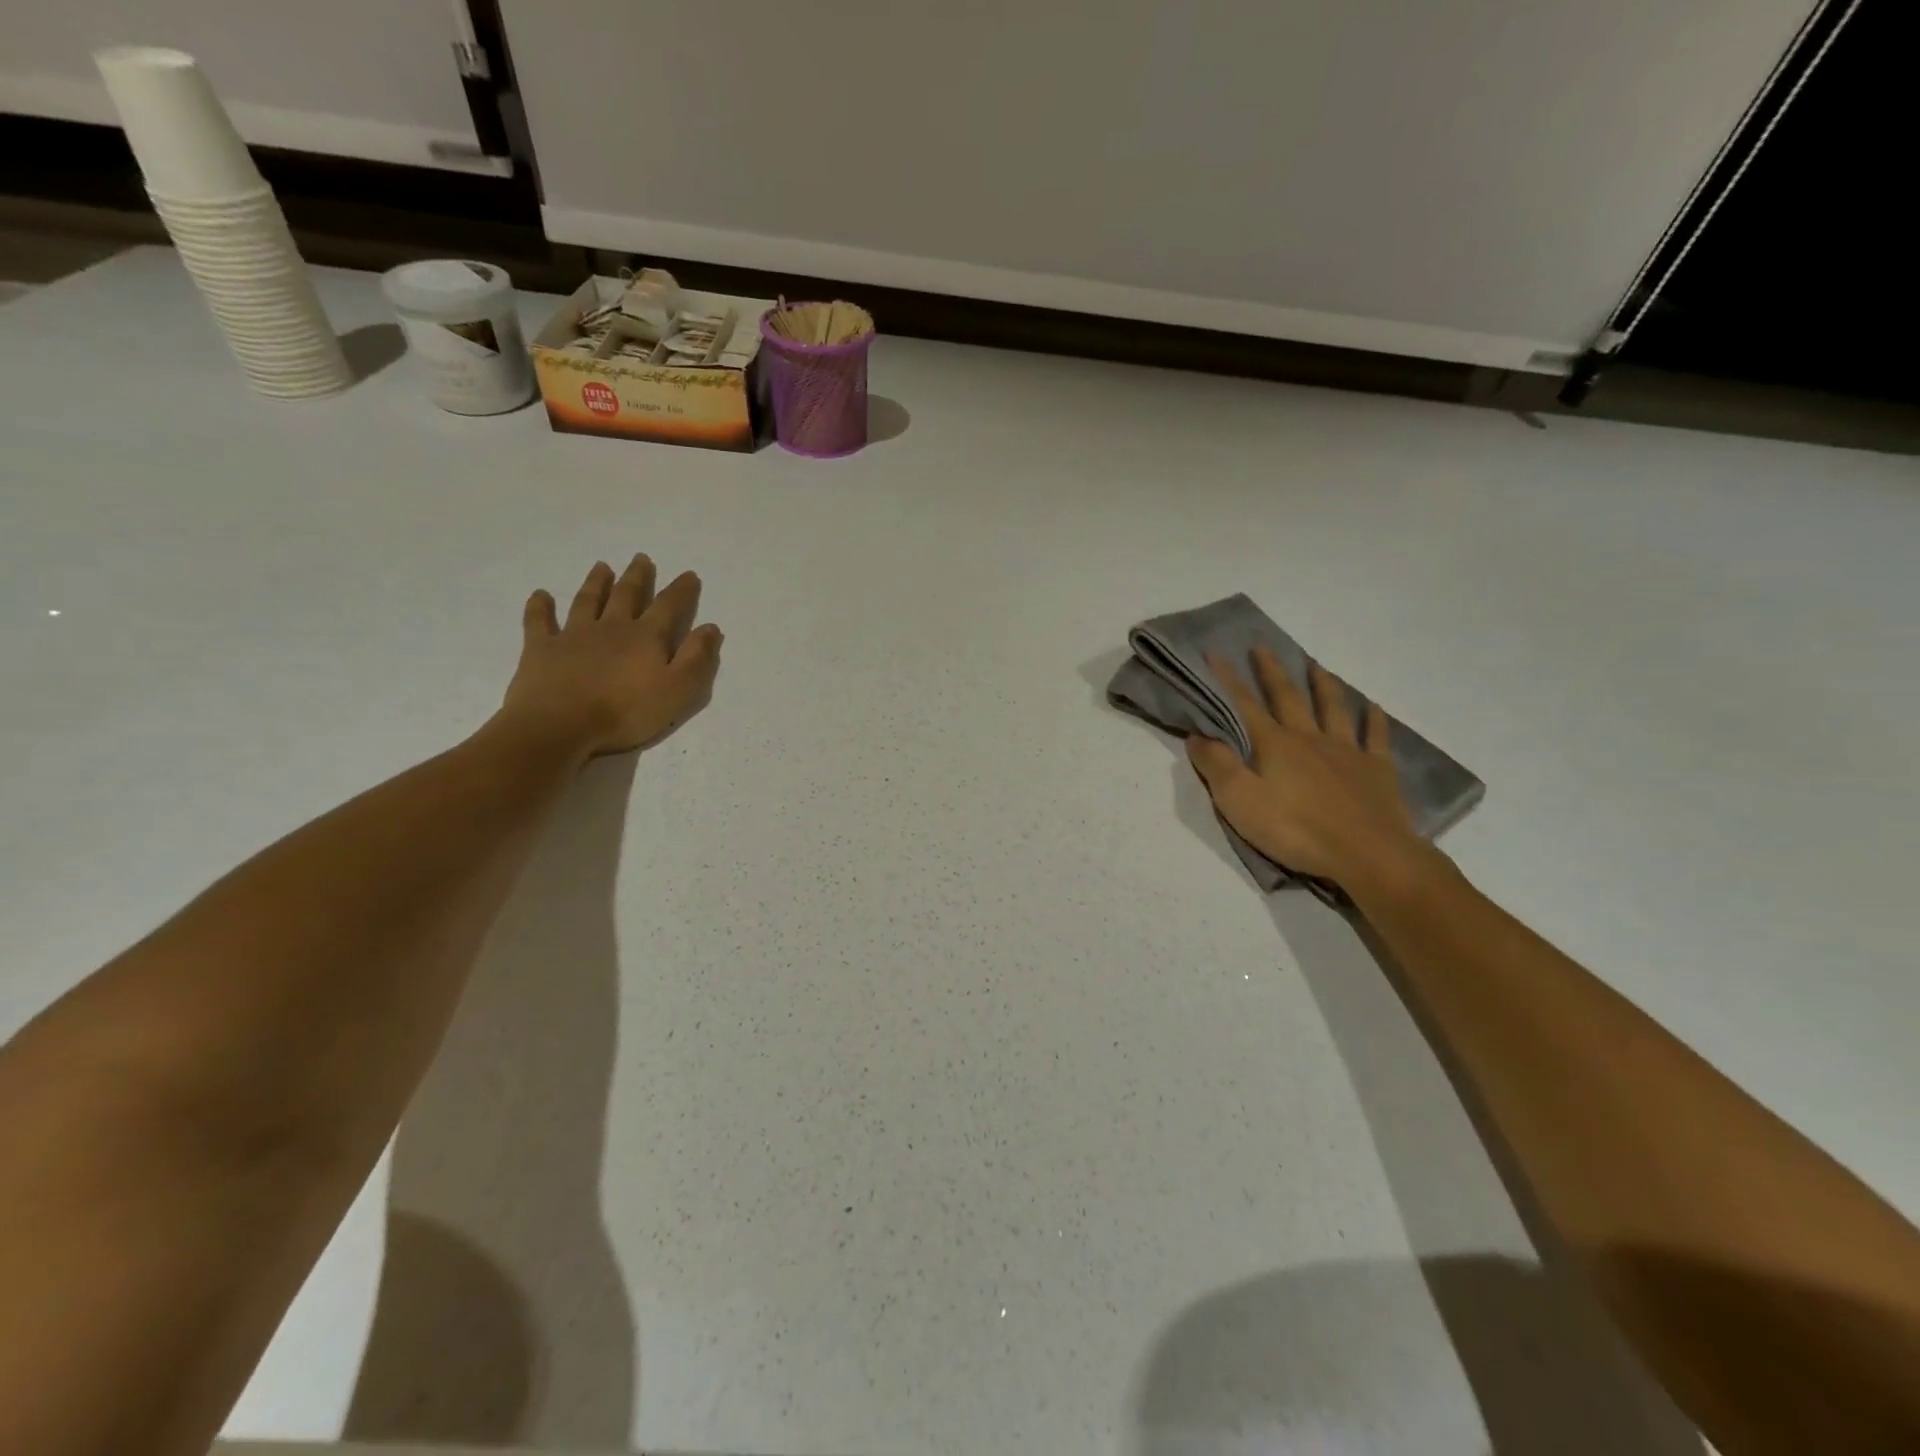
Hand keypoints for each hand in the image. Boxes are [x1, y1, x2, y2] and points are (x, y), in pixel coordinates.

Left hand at [499, 554, 722, 759]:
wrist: (560, 725)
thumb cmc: (626, 712)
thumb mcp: (677, 690)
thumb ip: (696, 658)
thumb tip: (710, 627)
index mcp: (645, 637)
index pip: (668, 607)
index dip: (681, 590)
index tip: (689, 575)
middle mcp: (611, 627)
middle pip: (626, 595)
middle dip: (637, 577)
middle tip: (641, 558)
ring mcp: (573, 635)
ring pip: (587, 601)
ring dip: (596, 583)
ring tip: (602, 566)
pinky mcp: (542, 649)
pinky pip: (539, 621)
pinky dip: (540, 606)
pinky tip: (541, 595)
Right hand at [1186, 648, 1436, 893]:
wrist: (1367, 853)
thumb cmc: (1296, 829)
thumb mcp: (1239, 802)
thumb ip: (1216, 766)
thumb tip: (1197, 735)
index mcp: (1274, 745)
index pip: (1244, 705)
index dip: (1228, 680)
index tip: (1216, 653)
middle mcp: (1309, 738)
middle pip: (1288, 697)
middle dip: (1271, 672)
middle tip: (1262, 647)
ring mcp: (1347, 751)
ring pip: (1333, 708)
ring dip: (1322, 685)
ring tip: (1315, 665)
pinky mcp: (1376, 770)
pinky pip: (1375, 736)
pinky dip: (1372, 718)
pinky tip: (1371, 705)